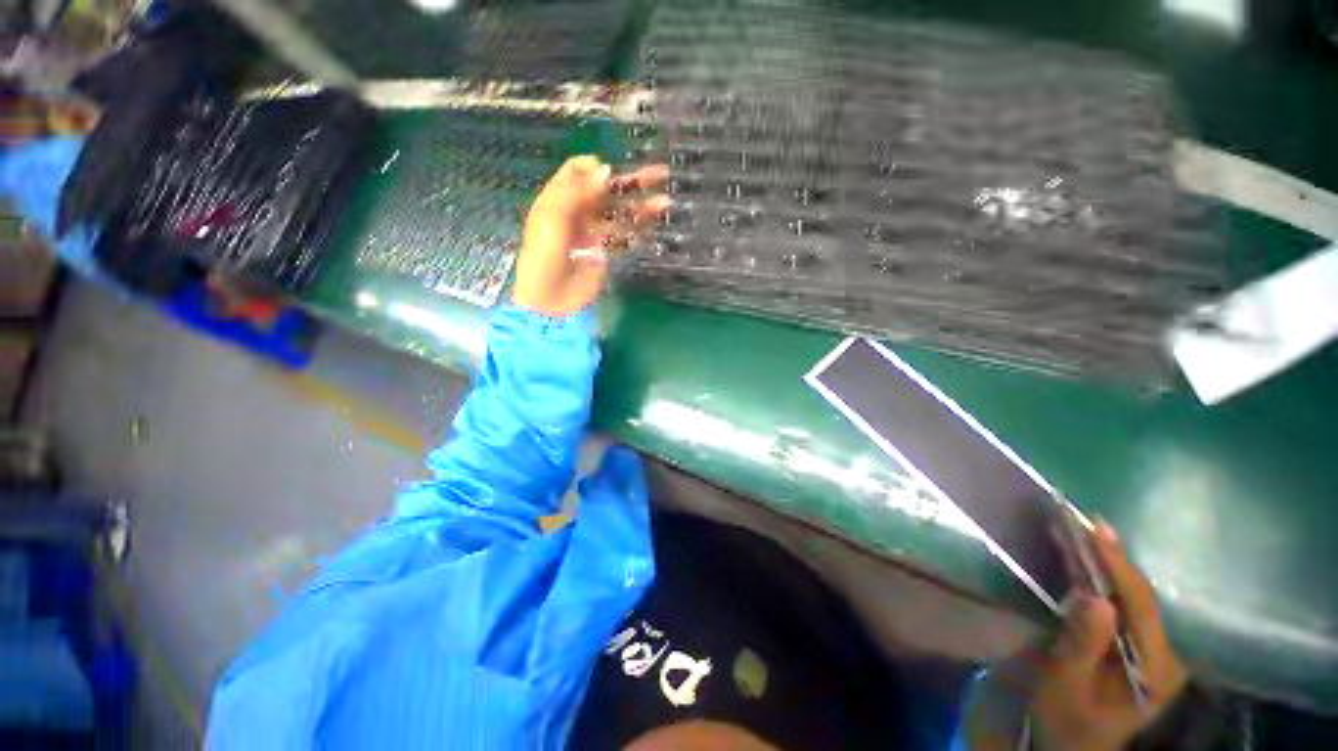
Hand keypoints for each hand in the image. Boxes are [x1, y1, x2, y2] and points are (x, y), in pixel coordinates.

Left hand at [513, 155, 670, 315]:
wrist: (551, 298)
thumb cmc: (545, 254)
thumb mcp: (553, 216)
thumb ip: (578, 190)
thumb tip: (607, 169)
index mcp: (560, 198)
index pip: (578, 170)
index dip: (596, 166)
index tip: (613, 171)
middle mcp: (579, 211)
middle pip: (606, 190)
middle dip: (631, 181)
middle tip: (659, 174)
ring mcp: (594, 232)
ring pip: (620, 213)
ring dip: (642, 207)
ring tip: (666, 202)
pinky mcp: (606, 252)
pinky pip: (625, 236)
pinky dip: (640, 230)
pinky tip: (655, 226)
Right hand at [1030, 523, 1187, 750]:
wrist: (1070, 743)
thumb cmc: (1065, 717)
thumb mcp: (1066, 685)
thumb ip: (1082, 645)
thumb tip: (1094, 598)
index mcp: (1155, 668)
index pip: (1140, 604)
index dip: (1117, 564)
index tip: (1092, 528)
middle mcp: (1164, 654)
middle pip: (1139, 596)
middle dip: (1111, 557)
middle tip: (1081, 519)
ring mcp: (1153, 649)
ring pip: (1132, 596)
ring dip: (1106, 562)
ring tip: (1082, 529)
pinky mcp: (1137, 645)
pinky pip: (1122, 603)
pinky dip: (1102, 577)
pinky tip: (1086, 558)